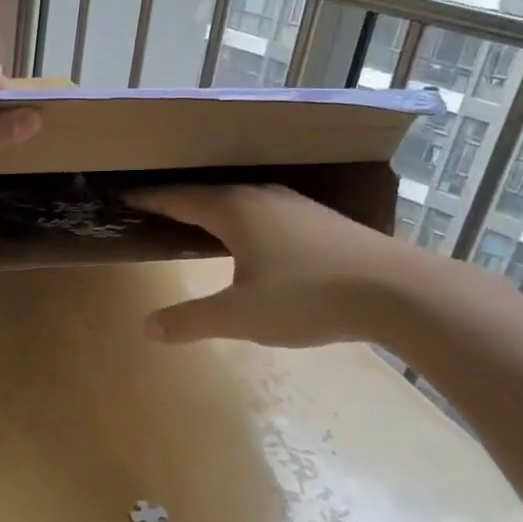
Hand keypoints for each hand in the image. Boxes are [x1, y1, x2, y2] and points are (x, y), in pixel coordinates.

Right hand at [127, 184, 436, 347]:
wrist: (396, 290)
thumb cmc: (307, 296)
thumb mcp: (240, 316)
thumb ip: (191, 320)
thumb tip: (147, 327)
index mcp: (234, 210)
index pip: (179, 199)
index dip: (151, 200)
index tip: (126, 198)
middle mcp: (260, 197)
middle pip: (208, 194)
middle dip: (180, 202)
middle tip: (155, 211)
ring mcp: (294, 204)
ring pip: (241, 200)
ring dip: (214, 209)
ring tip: (197, 221)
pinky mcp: (319, 220)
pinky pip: (265, 210)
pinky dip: (243, 219)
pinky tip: (252, 237)